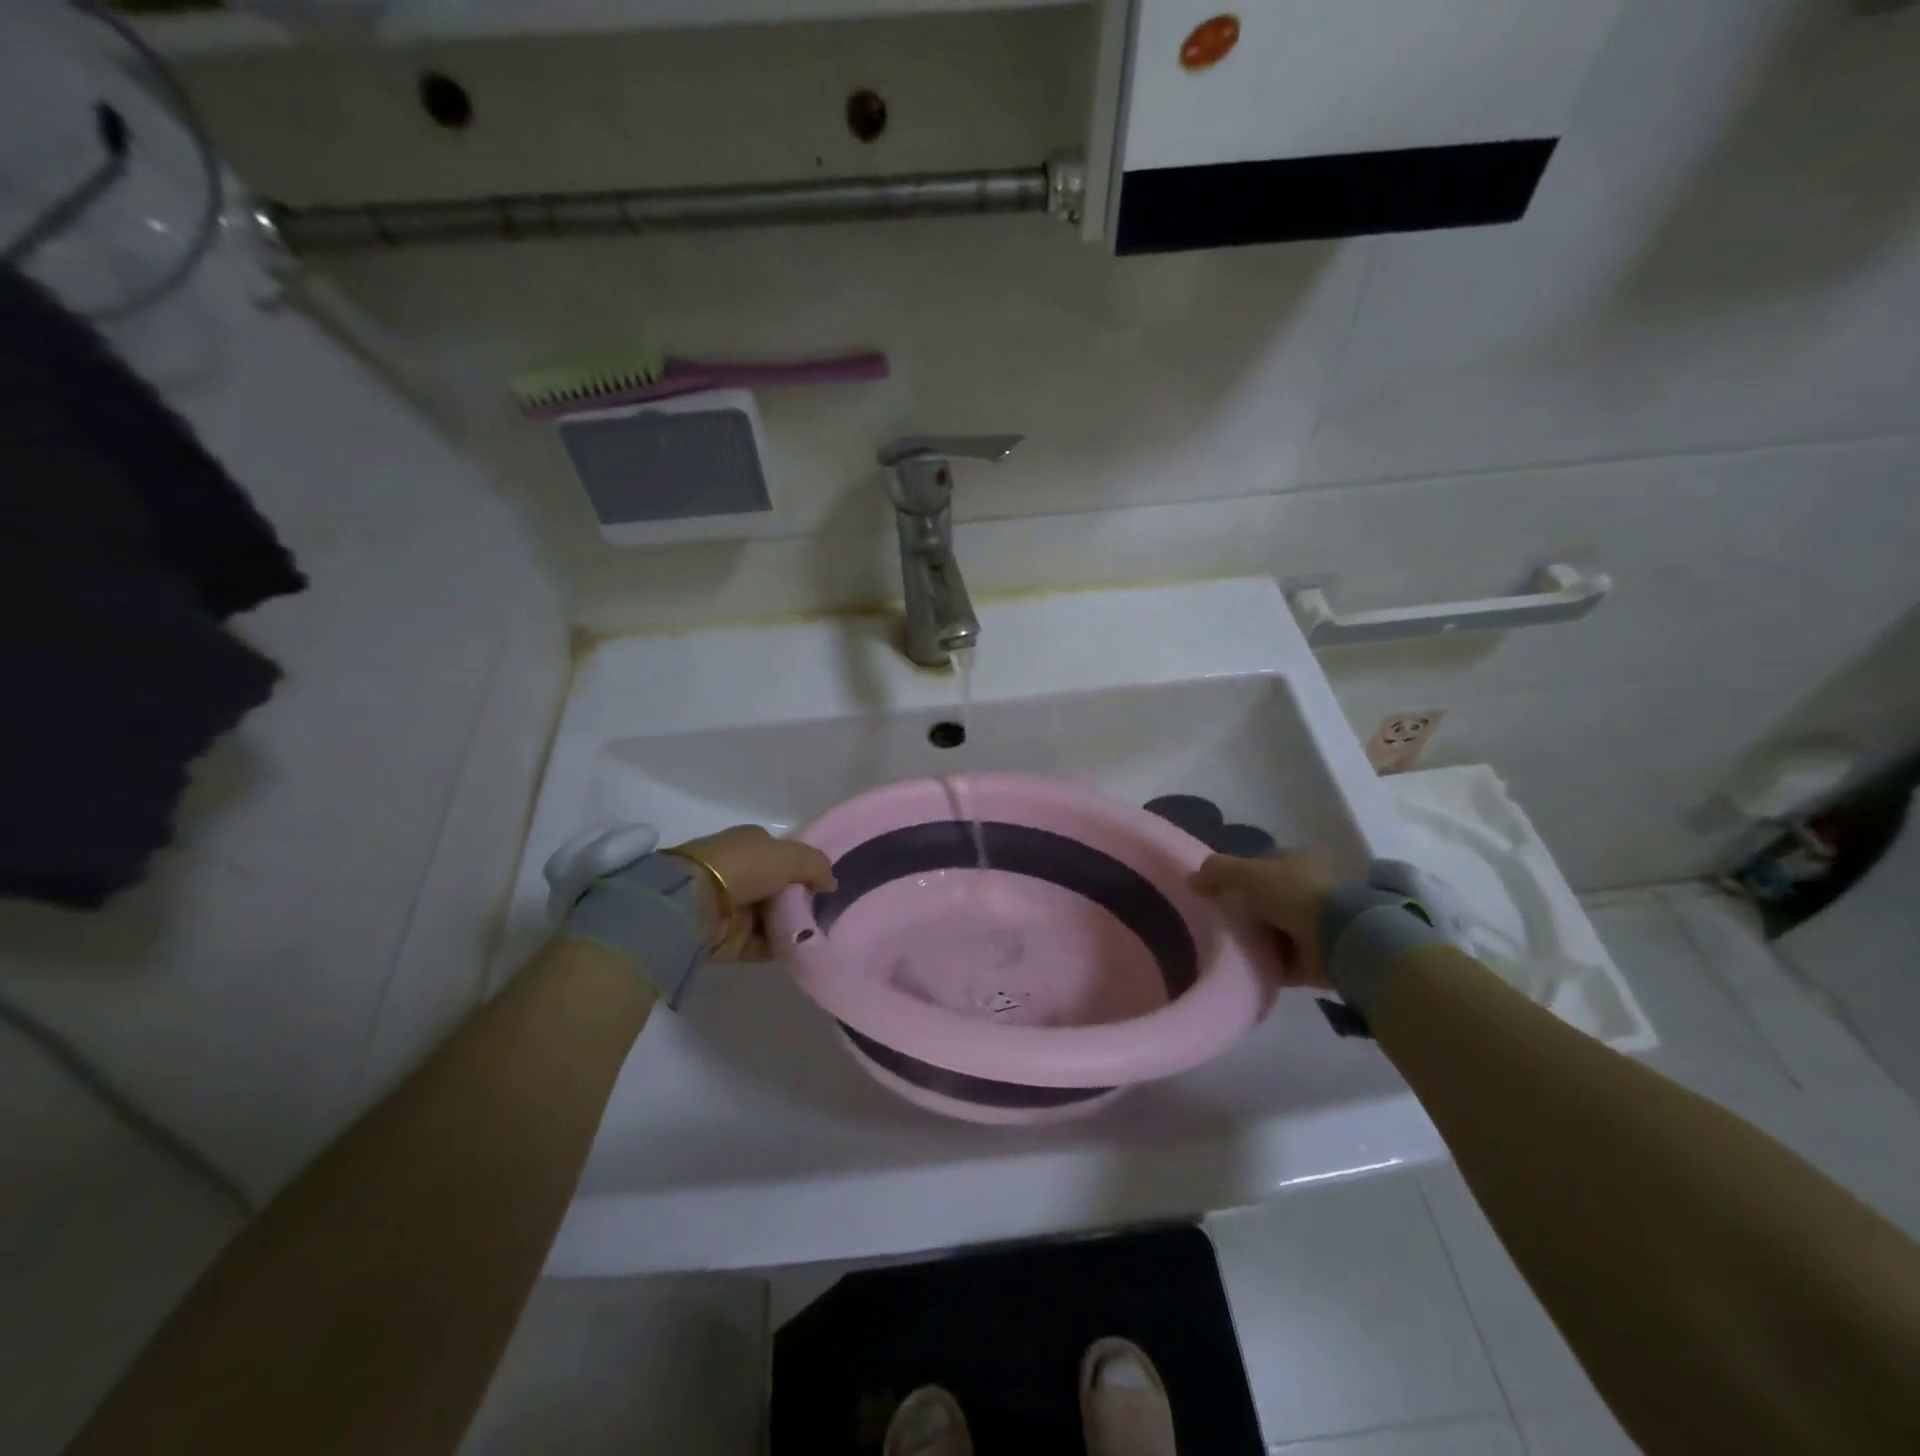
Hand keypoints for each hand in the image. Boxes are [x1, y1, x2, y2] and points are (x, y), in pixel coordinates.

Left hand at [671, 825, 836, 961]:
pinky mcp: (727, 938)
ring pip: (771, 917)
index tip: (825, 884)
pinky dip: (780, 947)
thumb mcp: (790, 855)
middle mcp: (740, 872)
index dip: (803, 867)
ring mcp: (732, 906)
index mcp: (749, 844)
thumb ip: (816, 866)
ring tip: (822, 934)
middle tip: (828, 912)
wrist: (692, 904)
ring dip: (792, 925)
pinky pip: (762, 944)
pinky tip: (803, 950)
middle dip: (800, 900)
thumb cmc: (744, 867)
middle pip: (778, 887)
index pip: (781, 854)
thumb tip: (831, 884)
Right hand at [1192, 850, 1337, 988]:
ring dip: (1254, 939)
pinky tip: (1243, 968)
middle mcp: (1305, 890)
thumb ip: (1217, 871)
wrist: (1338, 937)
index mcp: (1294, 862)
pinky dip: (1265, 964)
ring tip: (1225, 947)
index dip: (1236, 876)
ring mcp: (1312, 925)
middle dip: (1244, 911)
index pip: (1259, 866)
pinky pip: (1280, 961)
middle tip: (1216, 923)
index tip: (1215, 893)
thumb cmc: (1293, 893)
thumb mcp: (1247, 872)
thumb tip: (1191, 880)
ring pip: (1272, 930)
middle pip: (1264, 900)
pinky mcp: (1314, 958)